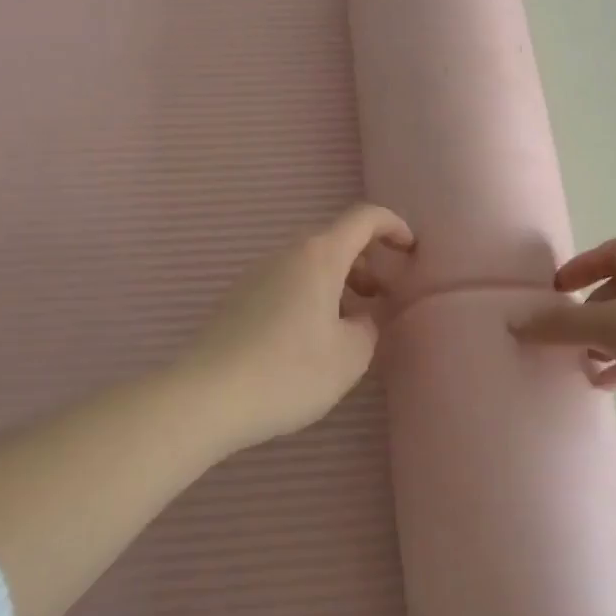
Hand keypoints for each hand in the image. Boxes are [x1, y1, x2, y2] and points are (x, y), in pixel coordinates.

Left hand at [181, 203, 414, 452]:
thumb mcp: (349, 356)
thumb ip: (368, 327)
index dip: (393, 226)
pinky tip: (312, 337)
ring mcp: (257, 274)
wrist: (205, 397)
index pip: (364, 218)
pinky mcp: (238, 298)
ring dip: (338, 281)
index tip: (410, 250)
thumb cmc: (289, 372)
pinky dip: (311, 294)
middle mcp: (286, 254)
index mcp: (319, 256)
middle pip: (335, 240)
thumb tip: (362, 317)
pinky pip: (286, 282)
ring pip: (309, 263)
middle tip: (382, 296)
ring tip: (350, 322)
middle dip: (366, 260)